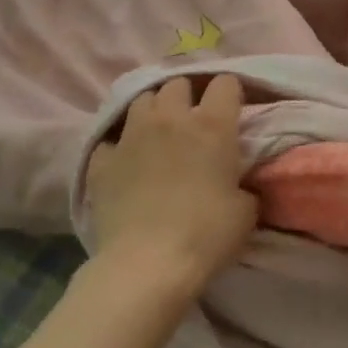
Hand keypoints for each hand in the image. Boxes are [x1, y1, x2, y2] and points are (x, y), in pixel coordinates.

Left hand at [85, 75, 257, 298]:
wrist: (147, 264)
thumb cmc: (206, 235)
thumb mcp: (245, 211)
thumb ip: (243, 185)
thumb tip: (237, 184)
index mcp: (212, 125)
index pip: (225, 83)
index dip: (230, 93)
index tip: (232, 110)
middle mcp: (170, 119)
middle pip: (178, 84)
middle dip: (187, 96)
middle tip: (193, 120)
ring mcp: (131, 136)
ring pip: (141, 100)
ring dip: (153, 110)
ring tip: (158, 132)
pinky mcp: (102, 160)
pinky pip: (110, 139)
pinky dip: (119, 146)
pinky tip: (125, 162)